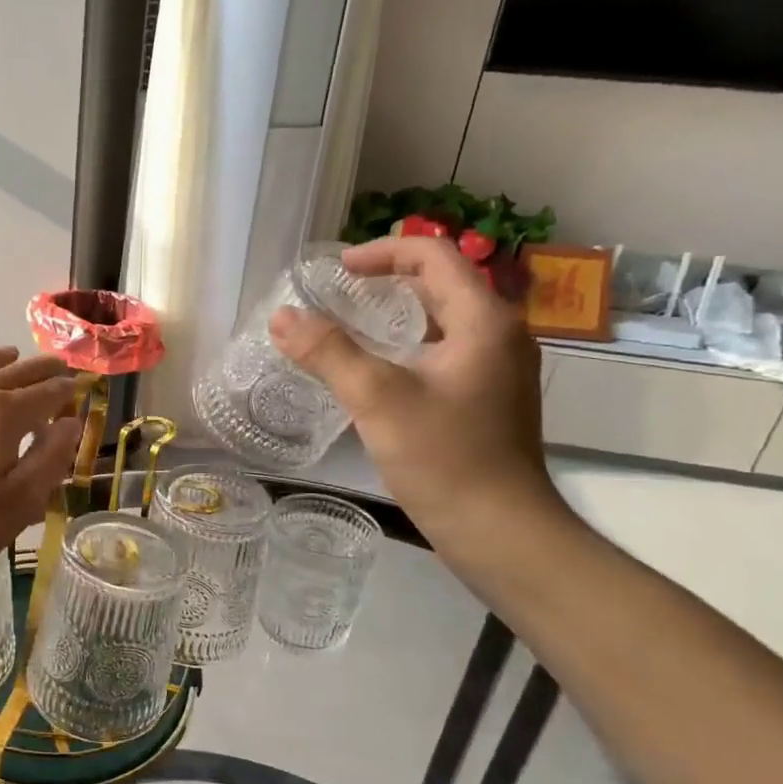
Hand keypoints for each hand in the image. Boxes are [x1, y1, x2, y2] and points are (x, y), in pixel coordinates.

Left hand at [0, 348, 83, 592]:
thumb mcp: (16, 505)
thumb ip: (48, 460)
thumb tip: (70, 424)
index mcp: (1, 415)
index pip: (44, 394)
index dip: (65, 391)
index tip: (79, 387)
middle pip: (12, 373)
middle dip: (39, 369)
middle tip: (57, 365)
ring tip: (11, 354)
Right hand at [268, 235, 555, 532]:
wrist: (499, 531)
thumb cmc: (444, 458)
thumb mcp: (377, 399)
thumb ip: (328, 352)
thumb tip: (282, 316)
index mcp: (483, 320)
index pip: (433, 255)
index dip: (382, 252)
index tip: (337, 271)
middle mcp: (499, 334)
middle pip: (441, 283)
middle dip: (388, 279)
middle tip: (338, 294)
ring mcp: (498, 368)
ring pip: (443, 319)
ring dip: (398, 313)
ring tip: (351, 326)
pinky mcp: (489, 398)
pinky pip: (446, 350)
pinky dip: (409, 345)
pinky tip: (378, 371)